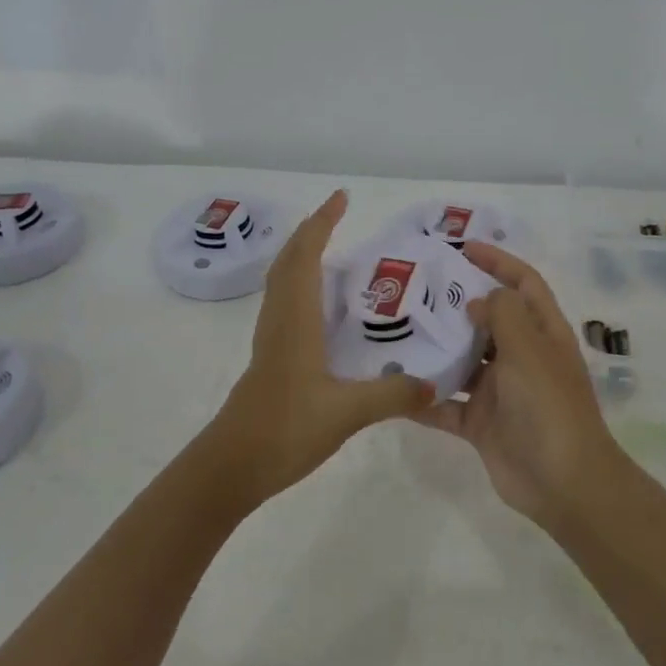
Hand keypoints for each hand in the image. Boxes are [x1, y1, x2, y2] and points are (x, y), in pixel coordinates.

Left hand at [202, 190, 433, 508]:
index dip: (322, 223)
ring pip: (282, 281)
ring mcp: (271, 339)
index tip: (341, 198)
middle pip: (288, 260)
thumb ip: (392, 395)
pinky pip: (284, 303)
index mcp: (296, 319)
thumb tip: (435, 384)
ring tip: (331, 249)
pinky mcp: (270, 358)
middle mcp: (280, 320)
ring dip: (301, 255)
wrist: (230, 467)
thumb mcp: (346, 413)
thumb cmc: (284, 429)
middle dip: (311, 231)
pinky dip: (300, 284)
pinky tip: (321, 306)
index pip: (306, 256)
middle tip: (338, 215)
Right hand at [412, 243, 621, 529]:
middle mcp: (522, 356)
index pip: (523, 283)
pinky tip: (392, 387)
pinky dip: (423, 397)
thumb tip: (478, 301)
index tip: (462, 247)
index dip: (498, 261)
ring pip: (463, 360)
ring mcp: (500, 391)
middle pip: (488, 319)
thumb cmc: (550, 407)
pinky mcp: (481, 423)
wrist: (564, 484)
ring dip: (436, 348)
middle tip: (415, 287)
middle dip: (457, 302)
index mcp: (543, 333)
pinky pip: (446, 404)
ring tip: (396, 330)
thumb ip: (503, 315)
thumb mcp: (530, 350)